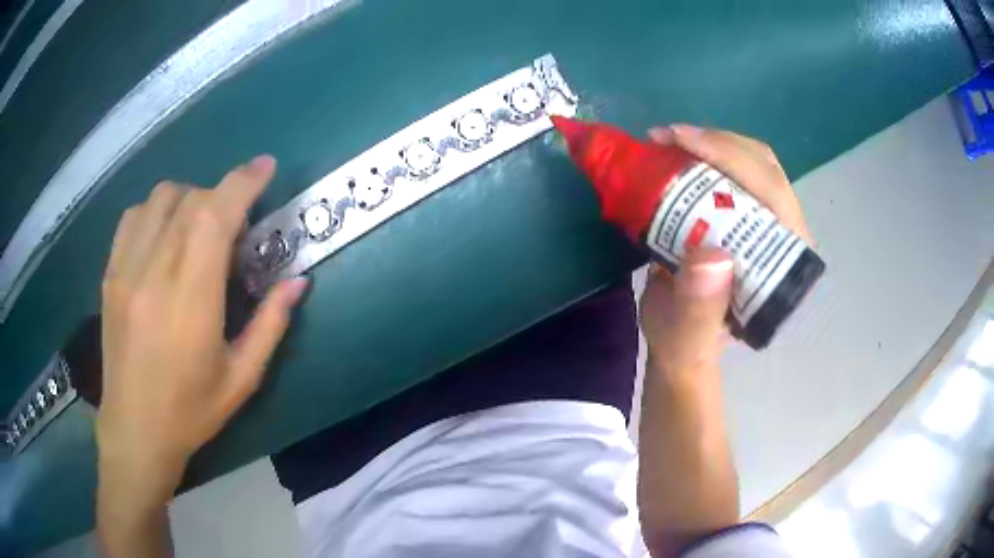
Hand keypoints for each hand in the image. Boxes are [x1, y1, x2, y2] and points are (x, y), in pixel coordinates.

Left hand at [96, 156, 307, 504]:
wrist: (135, 429)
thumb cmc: (191, 411)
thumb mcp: (242, 378)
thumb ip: (271, 325)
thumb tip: (299, 281)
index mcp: (191, 300)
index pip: (216, 216)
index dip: (244, 183)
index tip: (266, 167)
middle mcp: (154, 273)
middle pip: (192, 200)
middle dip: (223, 194)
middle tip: (237, 221)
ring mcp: (126, 270)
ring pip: (160, 198)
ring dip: (190, 198)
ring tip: (199, 227)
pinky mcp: (110, 273)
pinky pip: (133, 216)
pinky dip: (156, 209)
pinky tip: (164, 235)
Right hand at [639, 125, 812, 374]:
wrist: (682, 342)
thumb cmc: (687, 344)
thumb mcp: (687, 337)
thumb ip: (699, 310)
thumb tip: (711, 256)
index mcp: (782, 267)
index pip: (773, 194)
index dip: (732, 158)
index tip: (680, 142)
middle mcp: (783, 237)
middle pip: (764, 167)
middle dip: (716, 142)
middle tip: (665, 138)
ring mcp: (766, 222)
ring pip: (751, 161)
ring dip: (709, 143)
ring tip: (666, 142)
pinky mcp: (746, 214)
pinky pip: (734, 169)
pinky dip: (704, 152)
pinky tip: (675, 151)